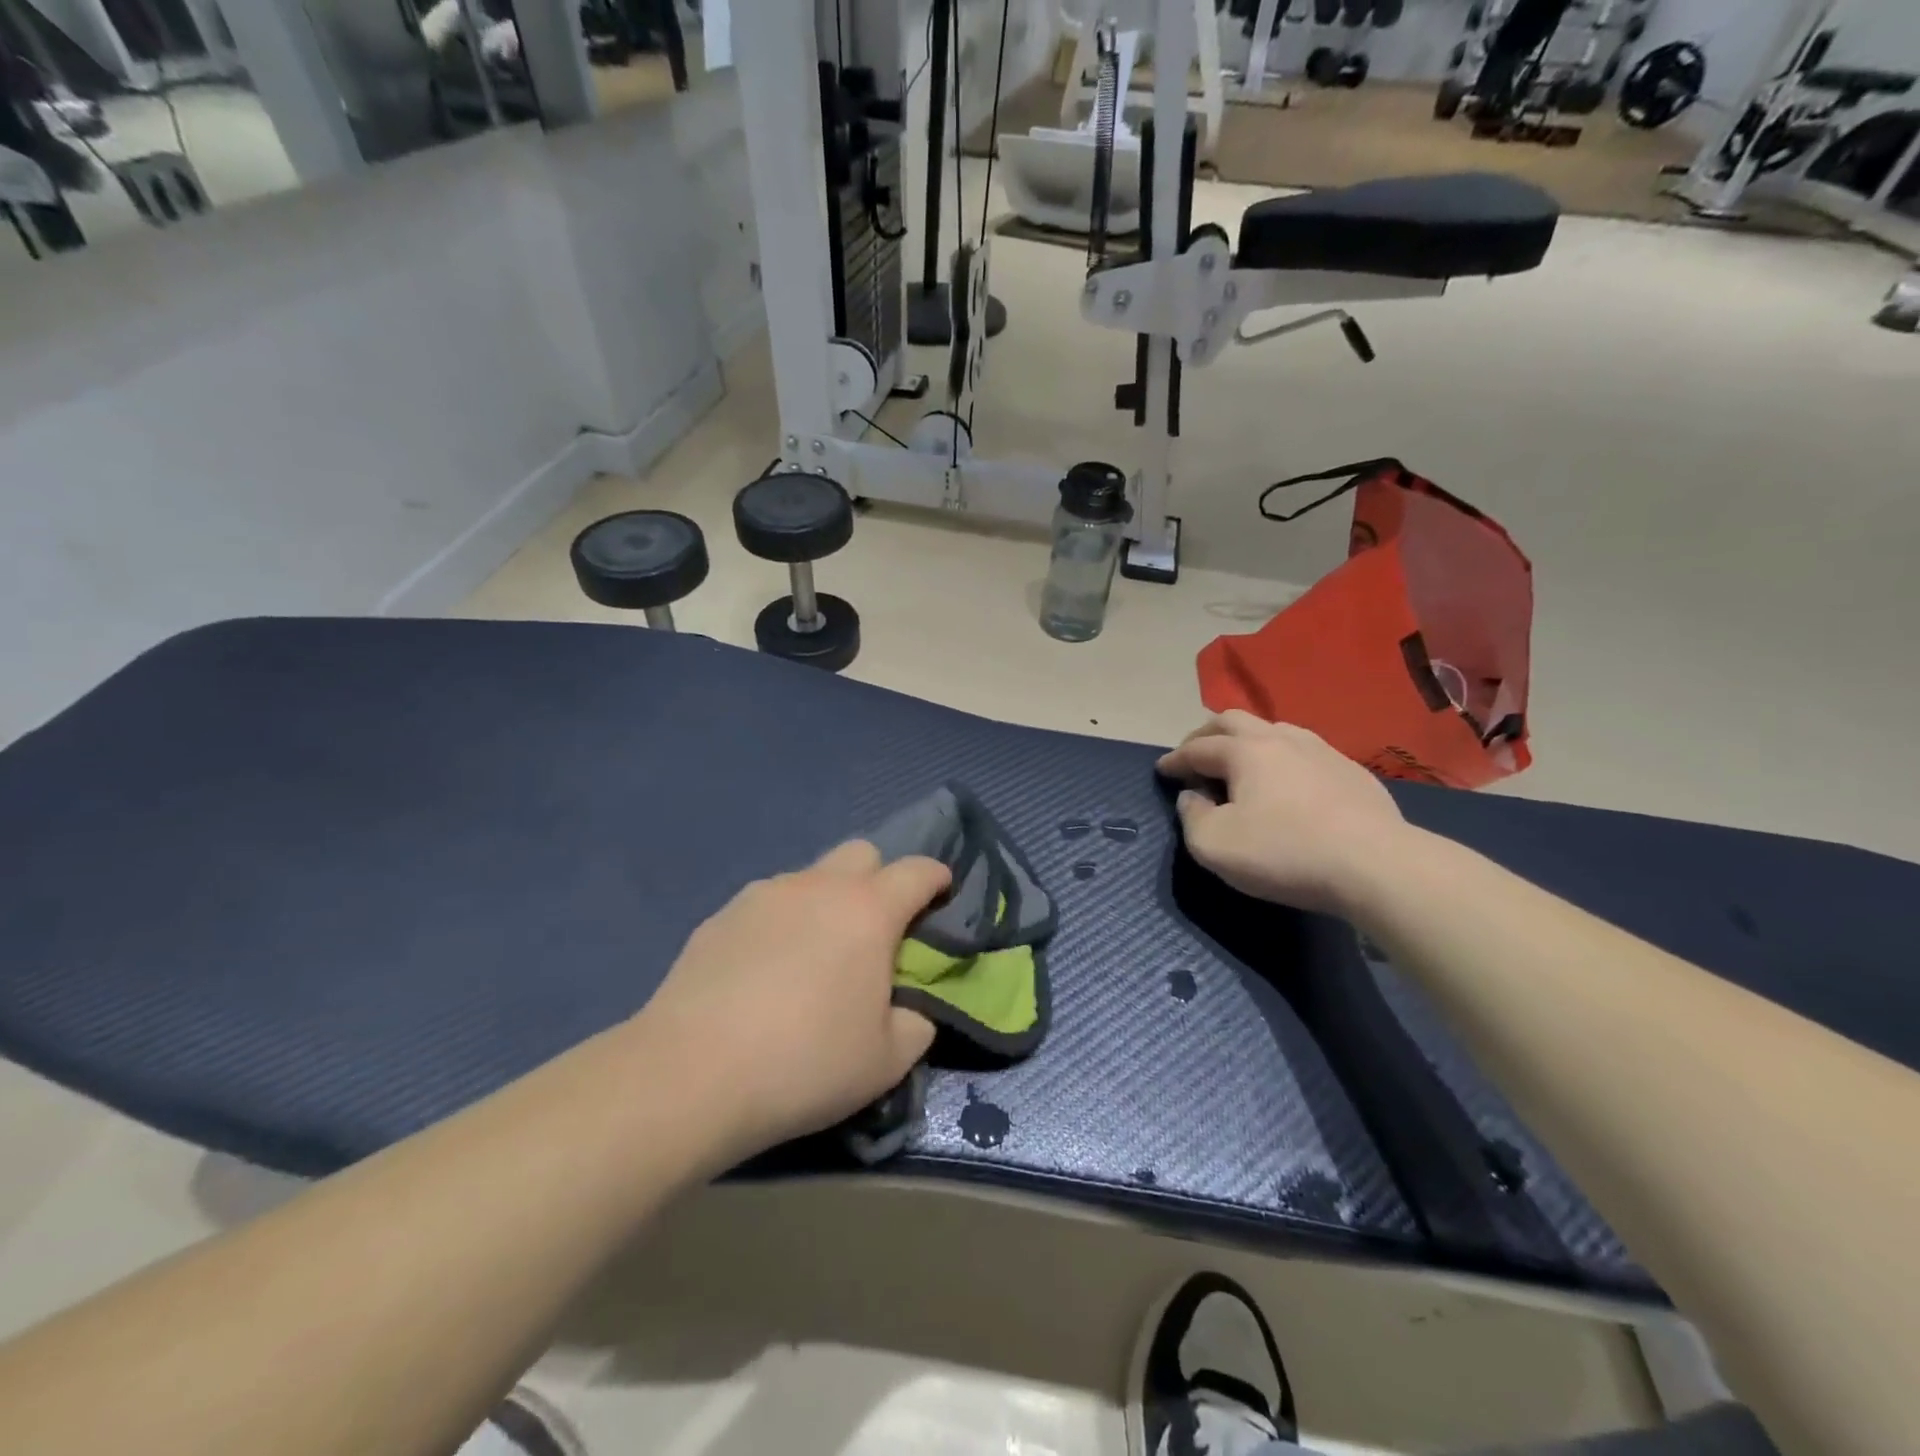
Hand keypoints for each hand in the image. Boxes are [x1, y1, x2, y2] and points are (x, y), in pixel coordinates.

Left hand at [637, 841, 949, 1160]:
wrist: (691, 1074)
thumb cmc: (805, 1063)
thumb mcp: (886, 1061)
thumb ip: (916, 1025)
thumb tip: (909, 1010)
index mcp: (868, 910)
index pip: (918, 871)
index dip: (937, 878)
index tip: (941, 895)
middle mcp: (818, 886)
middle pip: (861, 853)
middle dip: (879, 878)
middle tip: (875, 928)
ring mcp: (764, 895)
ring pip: (810, 876)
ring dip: (826, 899)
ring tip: (814, 953)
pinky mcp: (720, 915)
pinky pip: (768, 902)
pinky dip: (782, 921)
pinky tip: (766, 968)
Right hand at [1157, 711, 1409, 916]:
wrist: (1376, 866)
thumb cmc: (1284, 852)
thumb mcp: (1214, 845)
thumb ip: (1192, 817)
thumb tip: (1192, 797)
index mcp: (1244, 751)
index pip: (1197, 748)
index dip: (1174, 759)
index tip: (1161, 770)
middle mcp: (1281, 738)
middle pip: (1233, 721)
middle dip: (1206, 735)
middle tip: (1193, 754)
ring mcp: (1321, 751)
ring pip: (1273, 730)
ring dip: (1246, 741)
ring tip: (1238, 762)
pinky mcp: (1351, 771)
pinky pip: (1303, 752)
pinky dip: (1280, 759)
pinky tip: (1285, 782)